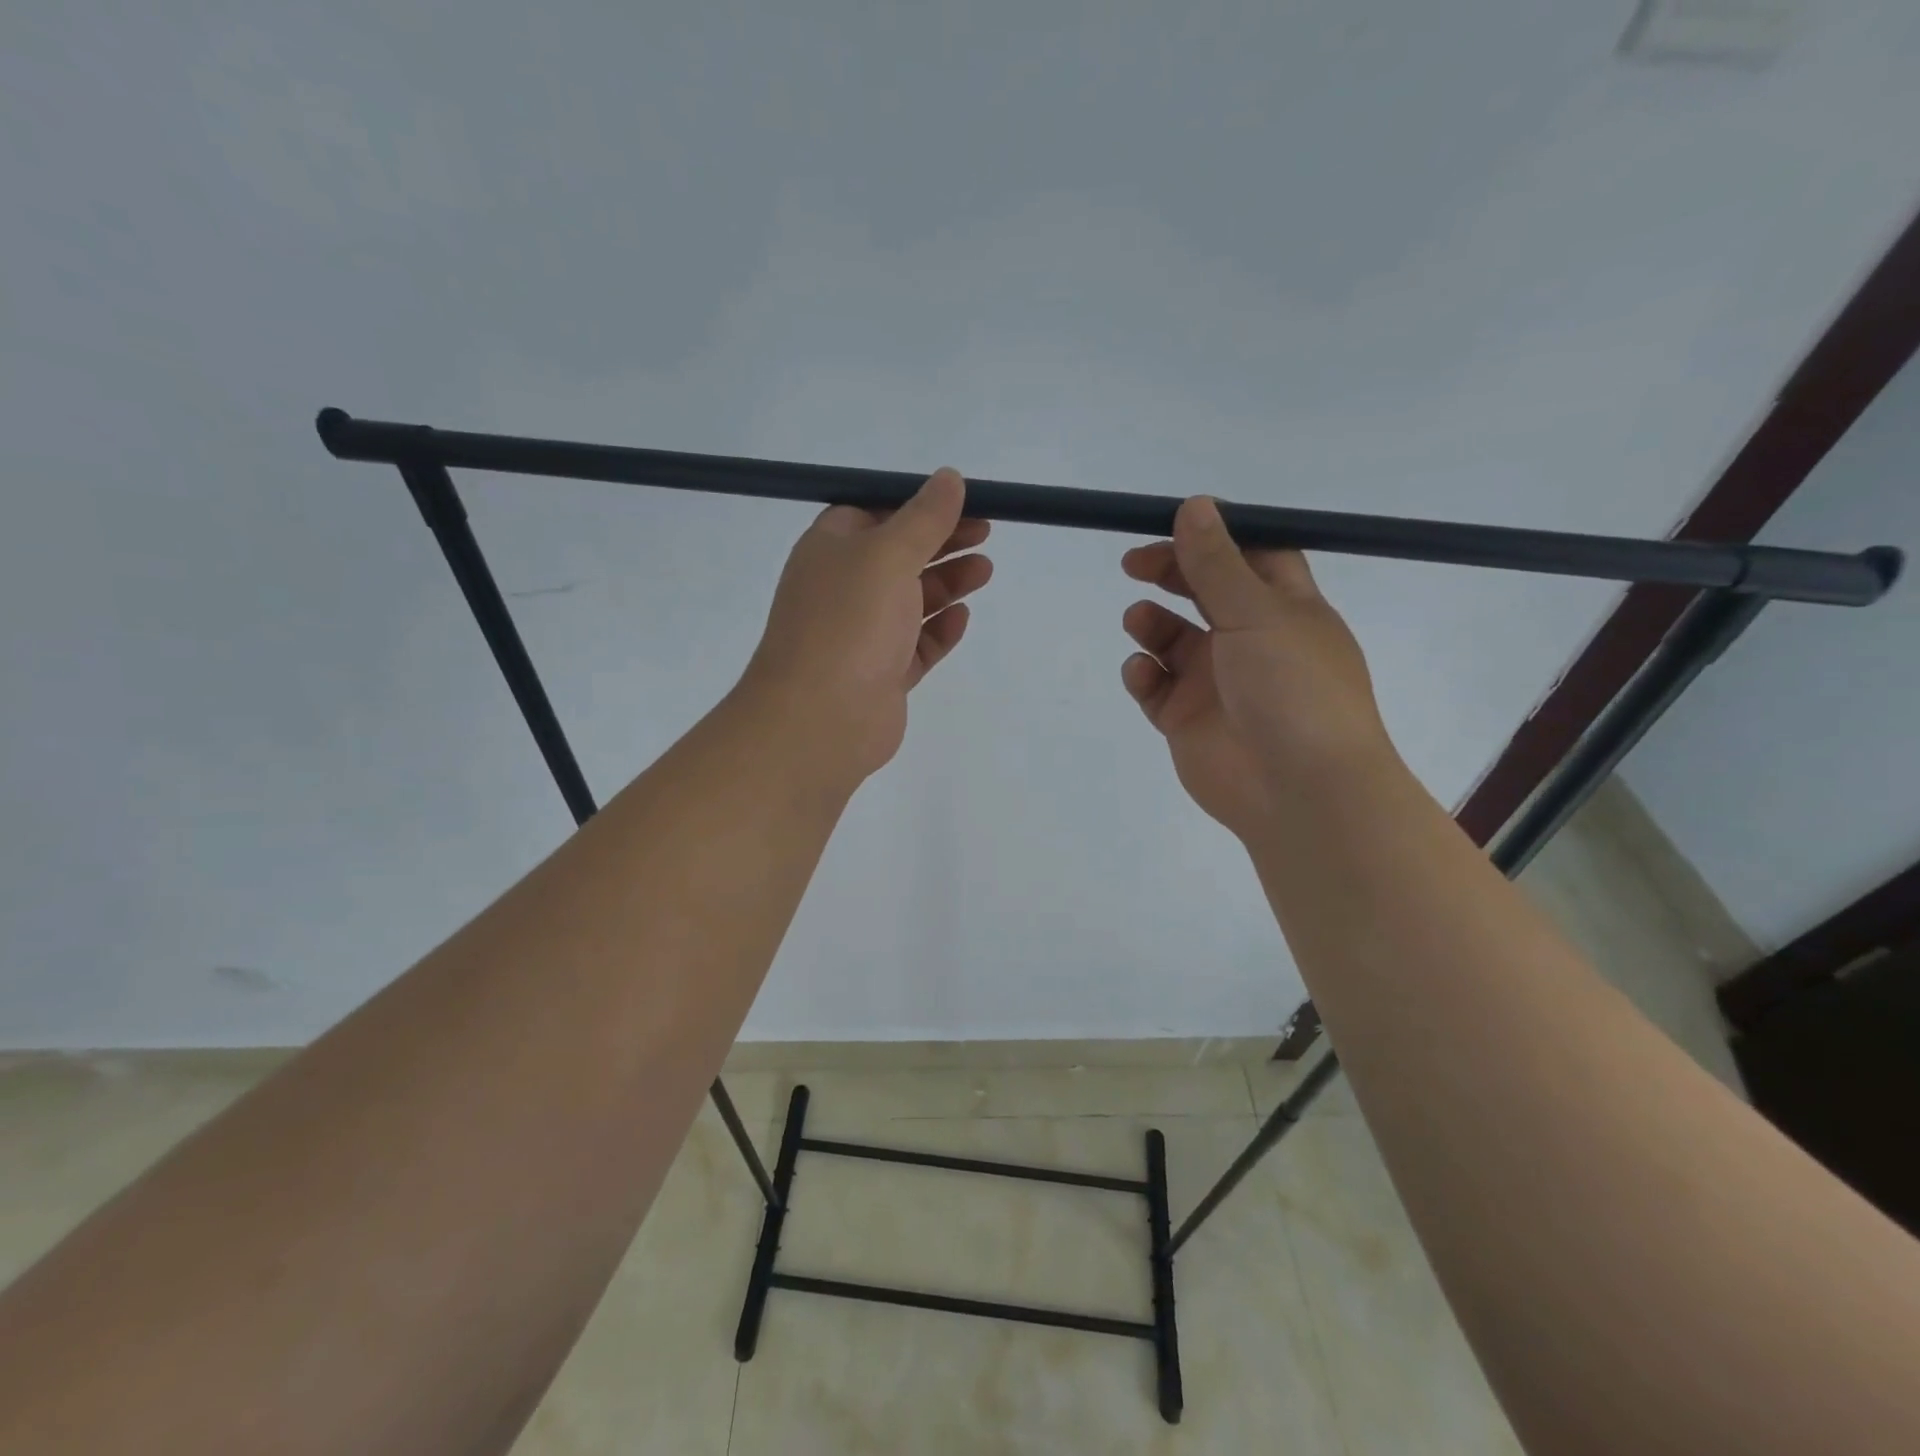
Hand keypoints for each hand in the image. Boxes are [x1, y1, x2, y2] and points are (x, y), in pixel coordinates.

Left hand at [740, 468, 991, 786]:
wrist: (820, 718)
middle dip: (941, 544)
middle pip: (897, 556)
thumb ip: (924, 518)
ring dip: (946, 584)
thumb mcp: (888, 554)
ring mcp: (861, 635)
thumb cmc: (849, 622)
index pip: (874, 513)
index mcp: (830, 550)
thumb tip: (949, 478)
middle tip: (985, 535)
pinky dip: (938, 630)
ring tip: (984, 571)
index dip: (916, 506)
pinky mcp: (881, 675)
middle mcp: (842, 589)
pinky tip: (961, 618)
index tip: (961, 504)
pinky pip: (915, 646)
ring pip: (910, 601)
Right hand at [1121, 496, 1393, 840]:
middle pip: (1203, 593)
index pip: (1251, 557)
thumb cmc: (1292, 688)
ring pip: (1172, 639)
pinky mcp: (1185, 718)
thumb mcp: (1257, 613)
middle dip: (1170, 574)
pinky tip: (1143, 674)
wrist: (1297, 790)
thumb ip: (1217, 563)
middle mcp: (1249, 640)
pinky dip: (1142, 674)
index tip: (1173, 523)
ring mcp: (1215, 681)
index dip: (1214, 538)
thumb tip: (1194, 504)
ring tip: (1139, 622)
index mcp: (1284, 608)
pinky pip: (1154, 685)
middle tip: (1134, 564)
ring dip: (1151, 623)